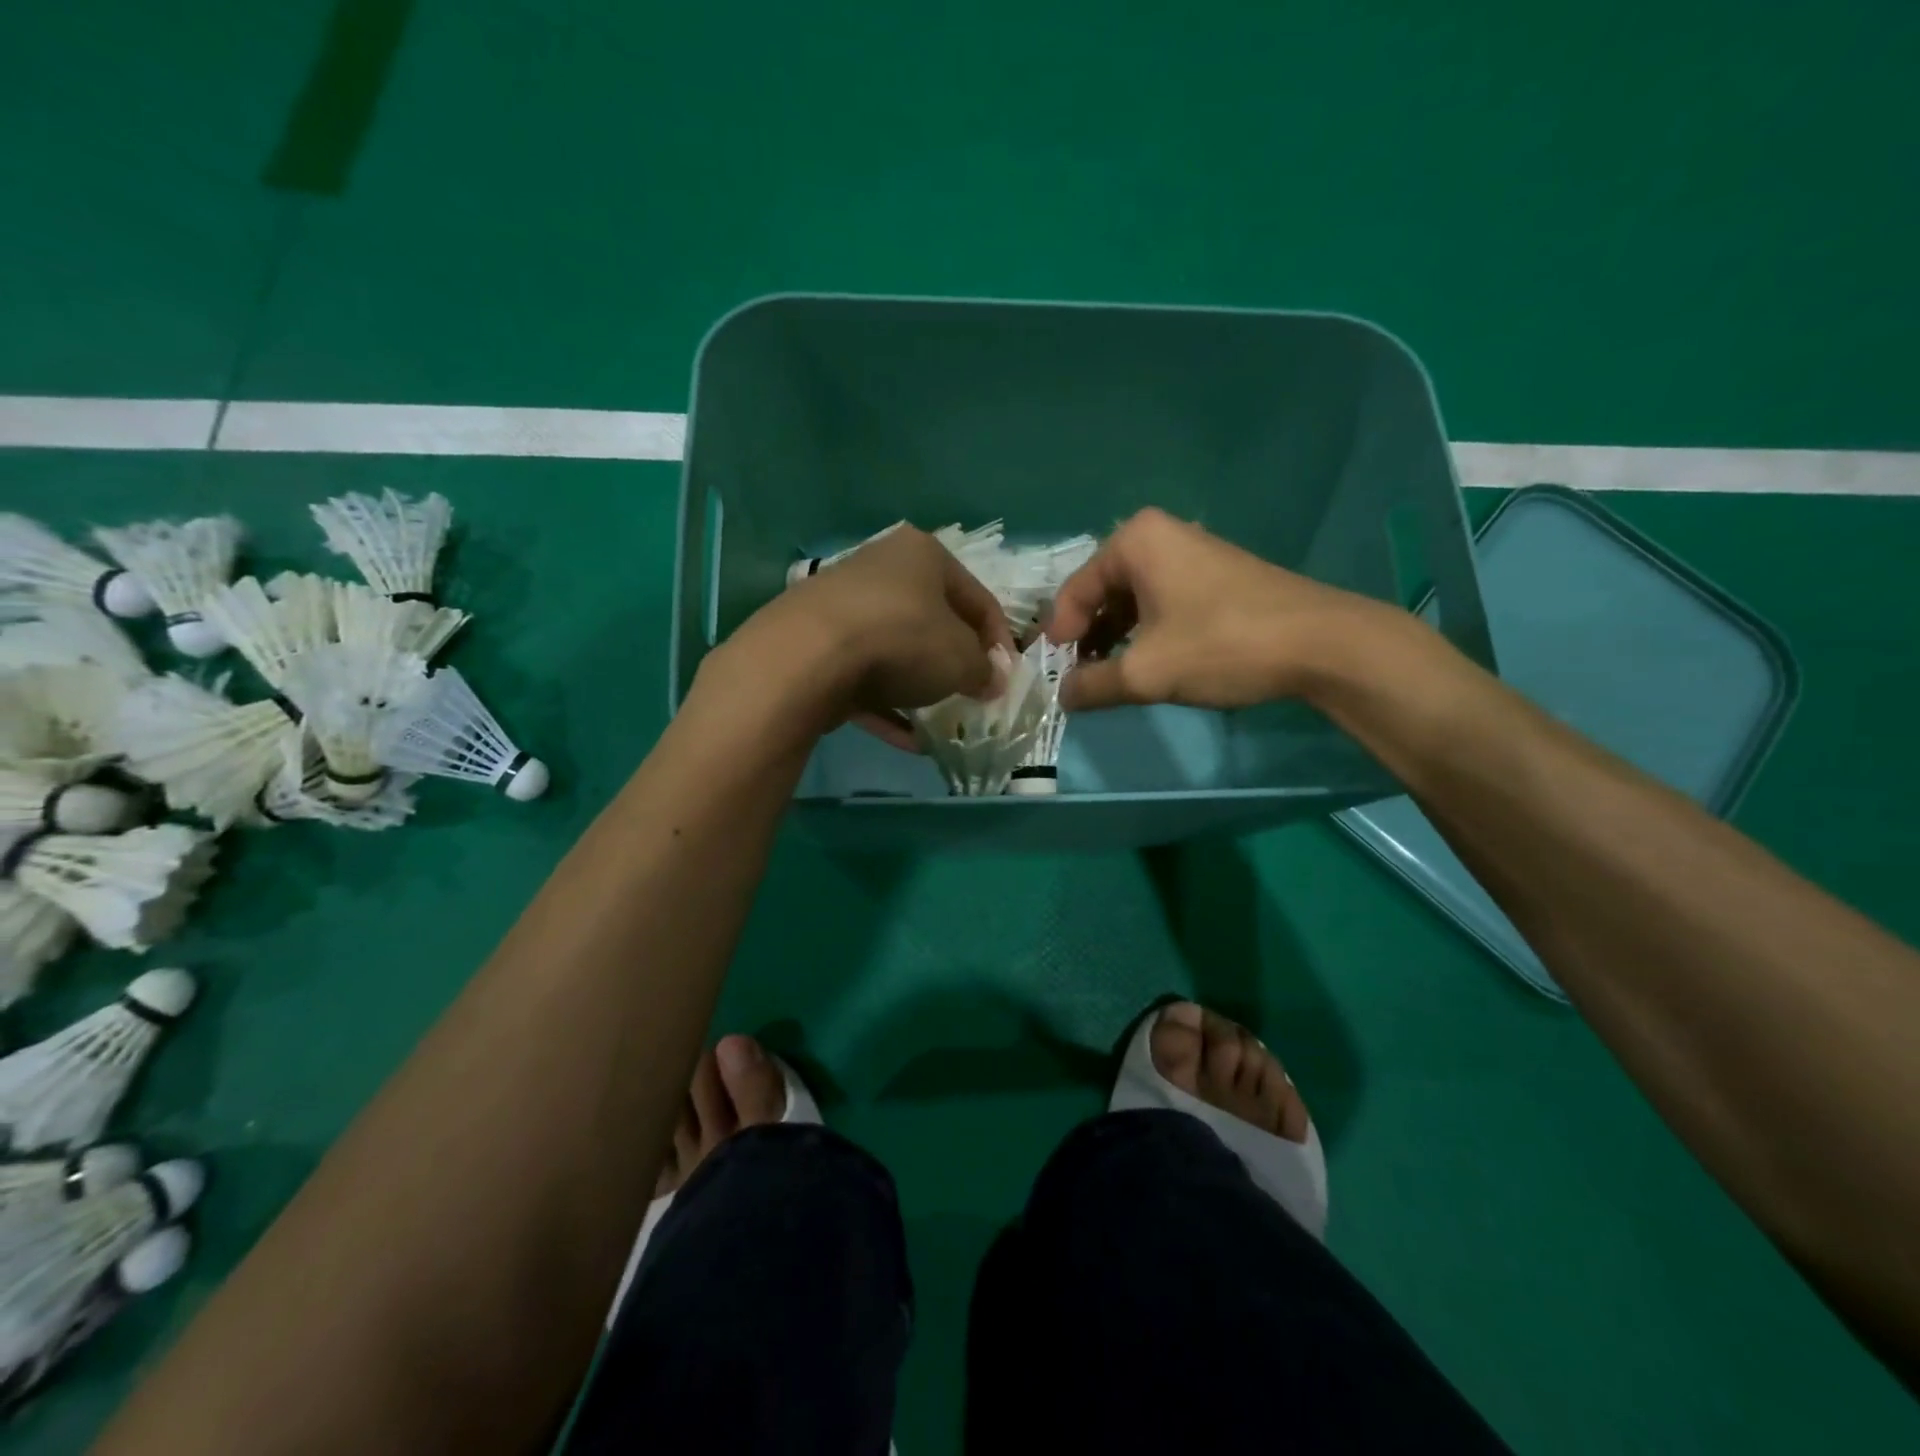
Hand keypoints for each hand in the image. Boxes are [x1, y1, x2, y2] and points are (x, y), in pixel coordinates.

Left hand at [729, 525, 1014, 750]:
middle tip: (972, 697)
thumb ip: (984, 670)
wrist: (808, 657)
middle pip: (933, 621)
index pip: (977, 598)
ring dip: (920, 687)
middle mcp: (881, 569)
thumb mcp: (962, 658)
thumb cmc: (904, 640)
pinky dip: (887, 706)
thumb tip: (992, 681)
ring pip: (896, 650)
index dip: (1000, 641)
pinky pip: (863, 676)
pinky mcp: (816, 644)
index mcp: (923, 555)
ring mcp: (843, 606)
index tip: (1007, 679)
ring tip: (941, 723)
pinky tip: (908, 740)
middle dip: (955, 664)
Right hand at [1046, 508, 1393, 711]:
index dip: (1060, 636)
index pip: (1075, 591)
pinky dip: (1147, 632)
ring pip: (1133, 599)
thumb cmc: (1222, 645)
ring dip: (1116, 638)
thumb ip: (1094, 686)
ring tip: (1112, 677)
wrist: (1321, 644)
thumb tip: (1063, 697)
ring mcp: (1192, 553)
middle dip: (1088, 637)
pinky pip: (1162, 601)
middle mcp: (1160, 535)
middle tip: (1082, 678)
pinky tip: (1150, 663)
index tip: (1056, 674)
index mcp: (1135, 541)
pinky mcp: (1216, 576)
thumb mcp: (1146, 672)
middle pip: (1102, 592)